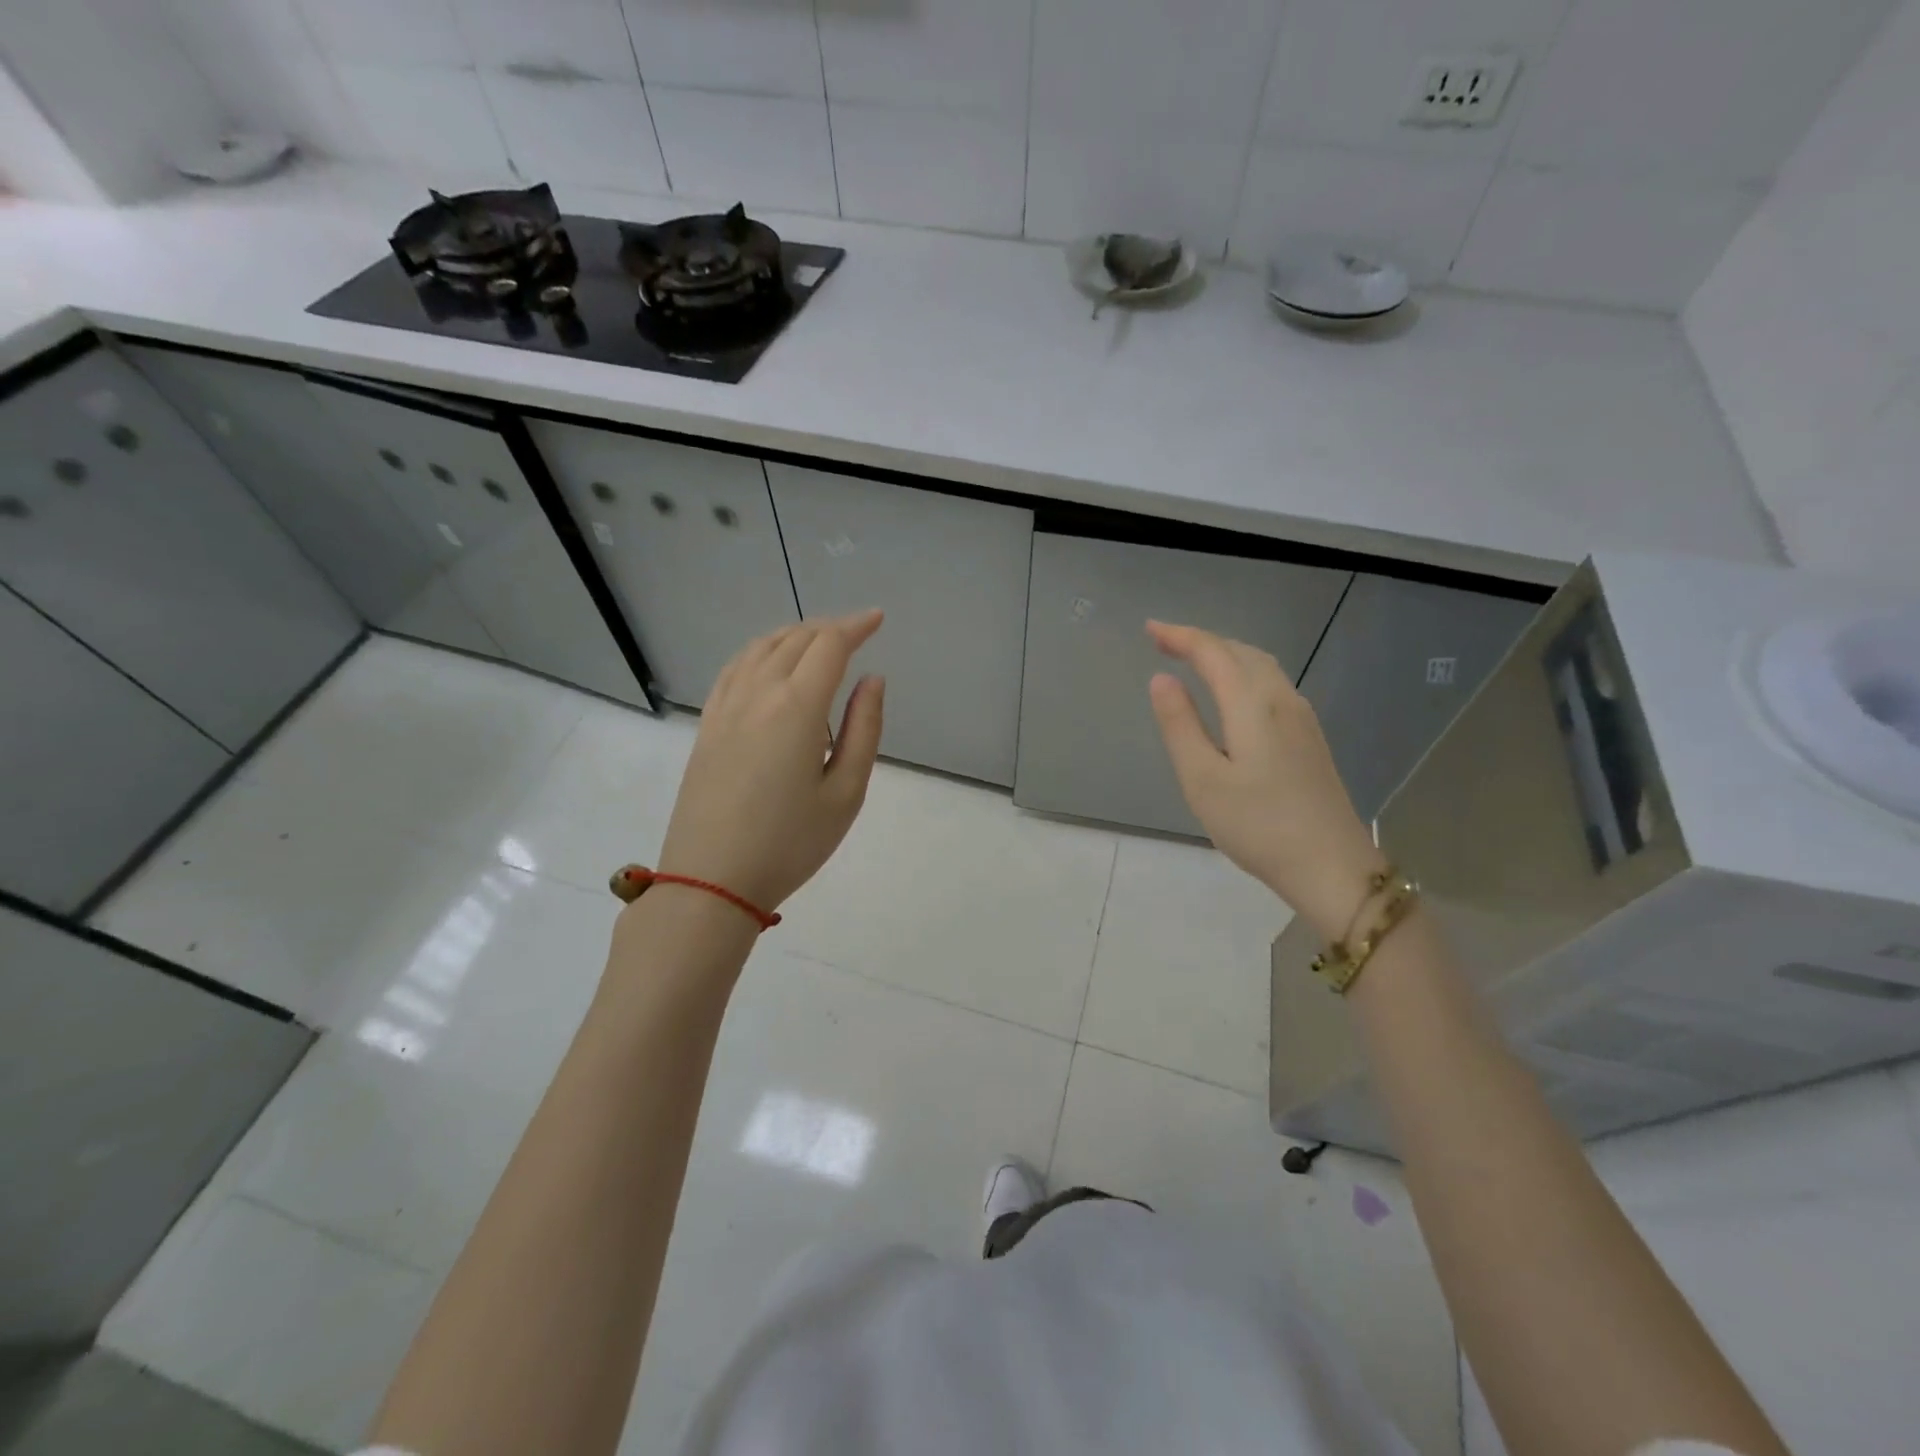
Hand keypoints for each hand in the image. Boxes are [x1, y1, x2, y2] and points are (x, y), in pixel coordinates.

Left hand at [656, 611, 885, 913]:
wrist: (711, 880)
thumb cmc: (789, 843)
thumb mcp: (845, 793)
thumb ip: (864, 730)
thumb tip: (872, 680)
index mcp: (797, 708)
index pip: (829, 646)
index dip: (856, 626)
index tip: (878, 619)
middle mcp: (758, 694)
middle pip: (795, 640)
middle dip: (829, 628)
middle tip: (856, 632)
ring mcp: (726, 707)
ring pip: (762, 648)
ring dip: (794, 634)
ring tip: (818, 641)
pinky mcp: (707, 724)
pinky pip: (735, 668)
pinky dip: (760, 651)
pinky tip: (768, 660)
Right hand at [1145, 620, 1384, 939]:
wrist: (1332, 866)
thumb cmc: (1258, 825)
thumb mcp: (1203, 779)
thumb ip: (1180, 725)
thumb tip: (1162, 679)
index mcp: (1253, 705)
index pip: (1213, 653)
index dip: (1180, 636)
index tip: (1149, 630)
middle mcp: (1282, 700)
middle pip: (1241, 652)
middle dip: (1201, 640)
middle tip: (1165, 642)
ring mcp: (1302, 718)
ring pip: (1262, 666)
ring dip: (1225, 654)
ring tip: (1195, 659)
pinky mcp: (1310, 738)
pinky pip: (1273, 684)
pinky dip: (1244, 672)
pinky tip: (1235, 693)